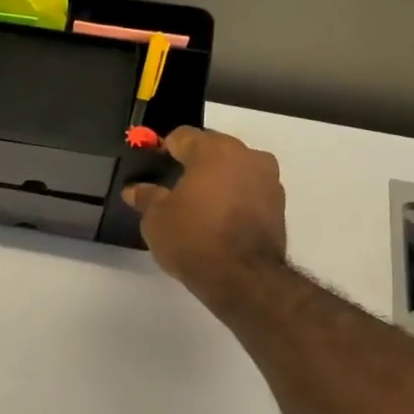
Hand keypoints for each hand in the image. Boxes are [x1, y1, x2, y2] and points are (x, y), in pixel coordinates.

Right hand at [121, 126, 287, 309]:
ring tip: (199, 203)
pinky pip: (249, 190)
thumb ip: (146, 197)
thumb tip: (134, 189)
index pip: (183, 136)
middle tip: (174, 184)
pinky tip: (219, 218)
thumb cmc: (193, 239)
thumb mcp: (156, 220)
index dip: (165, 147)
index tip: (154, 162)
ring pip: (235, 168)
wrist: (243, 277)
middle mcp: (246, 156)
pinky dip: (234, 197)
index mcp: (213, 151)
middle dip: (194, 161)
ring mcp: (268, 179)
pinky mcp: (279, 204)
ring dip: (218, 179)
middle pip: (214, 148)